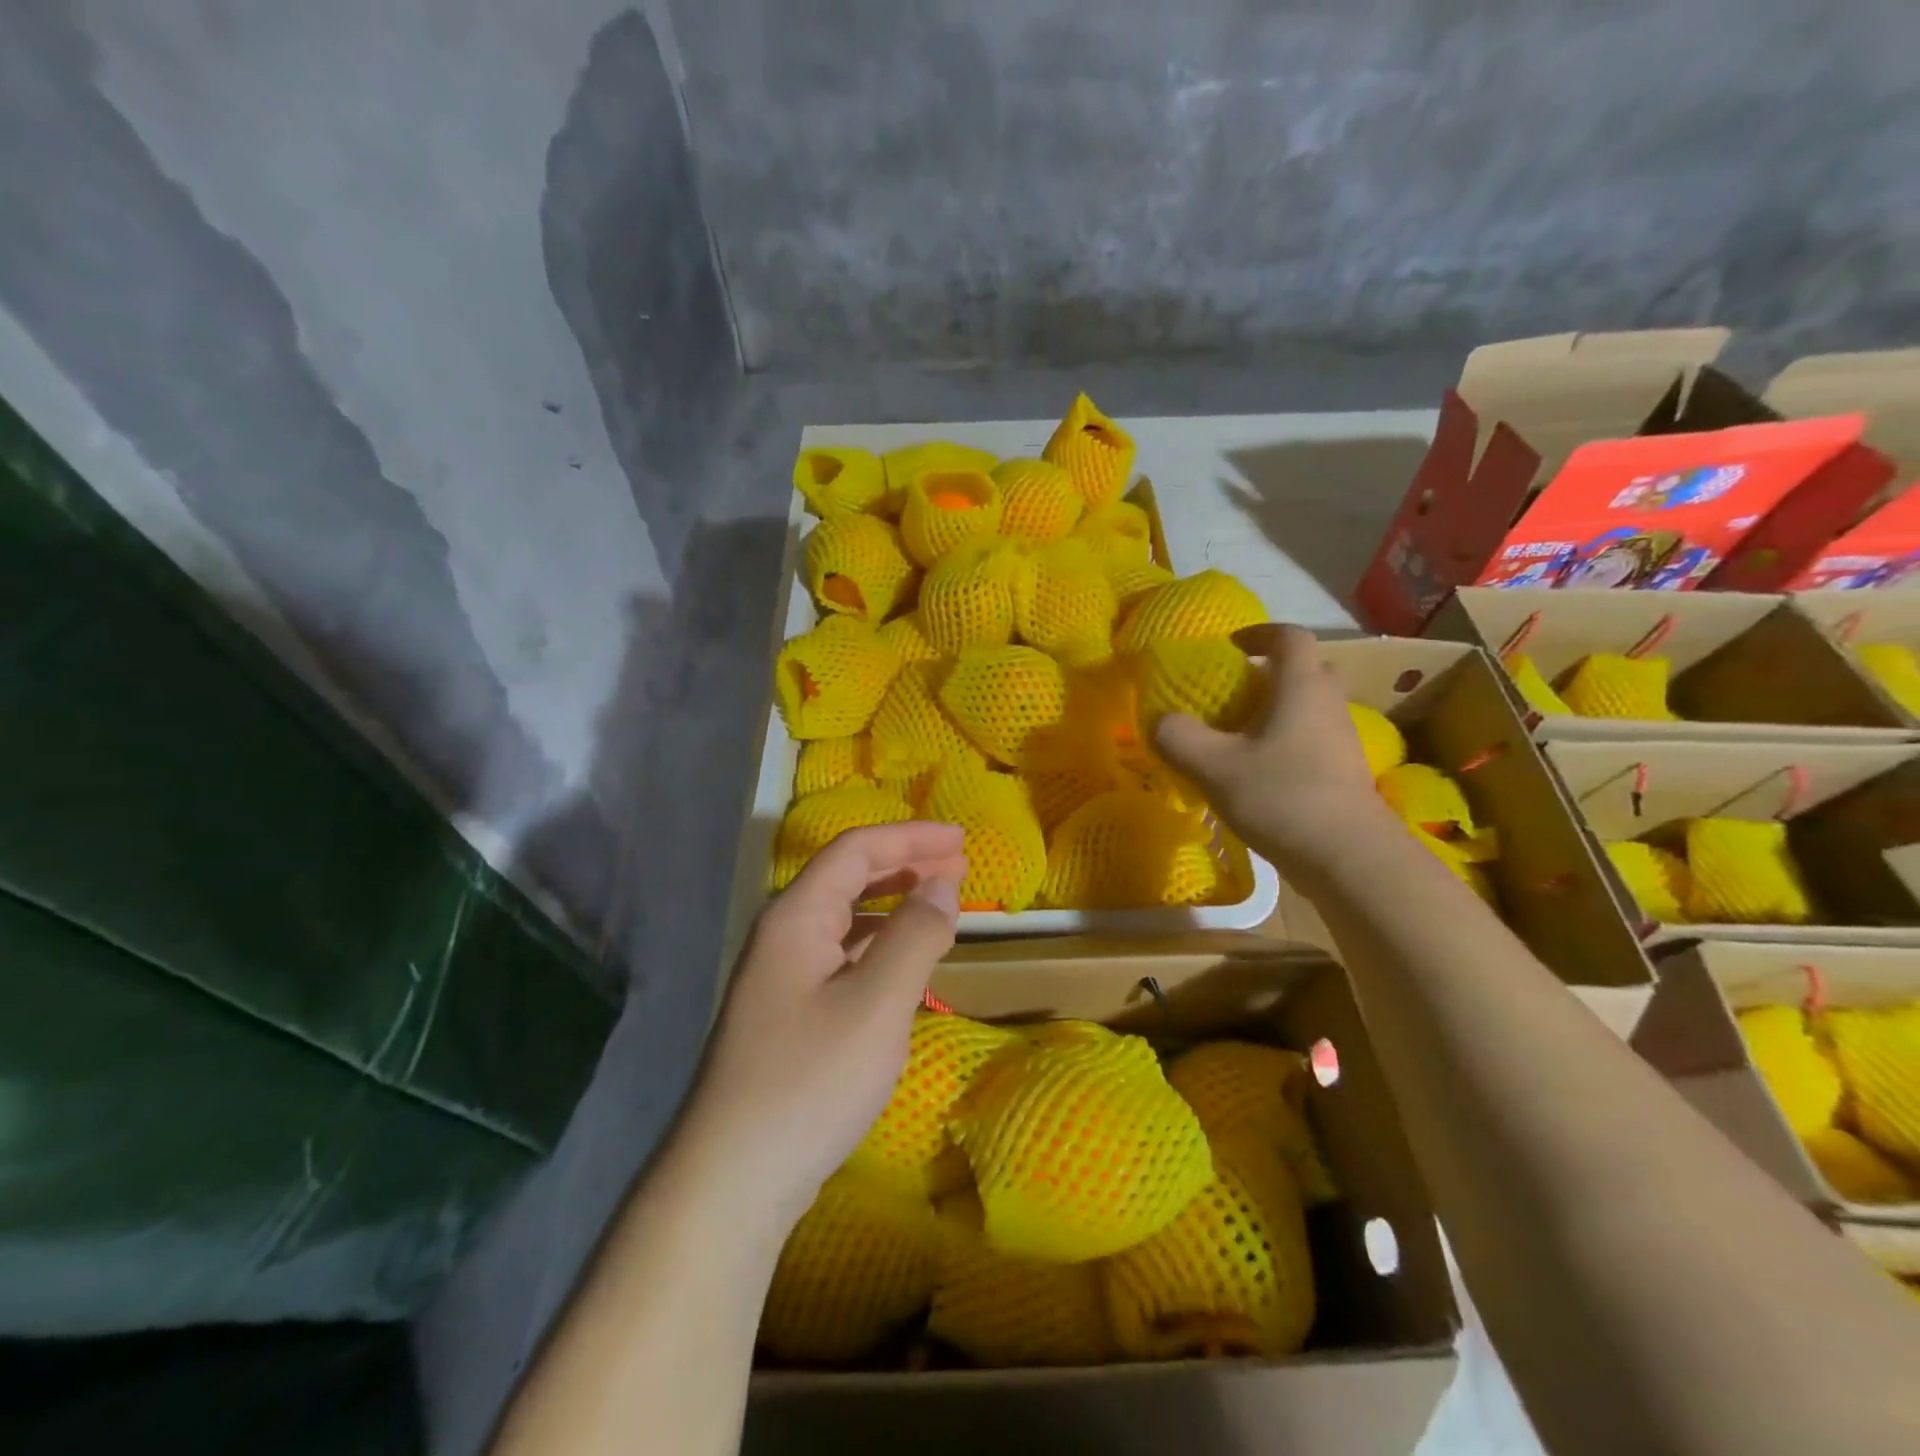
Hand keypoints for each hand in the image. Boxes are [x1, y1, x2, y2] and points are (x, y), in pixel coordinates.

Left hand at [677, 823, 965, 1235]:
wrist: (732, 1179)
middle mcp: (783, 935)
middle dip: (905, 865)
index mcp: (796, 917)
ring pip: (845, 918)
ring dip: (894, 904)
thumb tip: (942, 884)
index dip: (910, 838)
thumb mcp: (877, 1004)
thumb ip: (915, 937)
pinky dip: (880, 944)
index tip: (960, 840)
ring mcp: (782, 976)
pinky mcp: (789, 1013)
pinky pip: (842, 955)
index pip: (856, 851)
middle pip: (848, 878)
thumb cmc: (809, 1081)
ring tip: (940, 904)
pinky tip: (903, 961)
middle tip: (959, 866)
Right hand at [1155, 624, 1391, 873]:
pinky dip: (1285, 742)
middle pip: (1305, 670)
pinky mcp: (1344, 773)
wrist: (1349, 859)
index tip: (1230, 645)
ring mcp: (1342, 740)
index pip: (1290, 636)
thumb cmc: (1281, 797)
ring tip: (1236, 736)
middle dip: (1269, 672)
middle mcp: (1328, 704)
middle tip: (1232, 692)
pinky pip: (1311, 739)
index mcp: (1302, 687)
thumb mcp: (1213, 766)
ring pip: (1308, 708)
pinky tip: (1257, 773)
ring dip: (1276, 711)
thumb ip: (1178, 737)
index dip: (1259, 632)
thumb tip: (1160, 720)